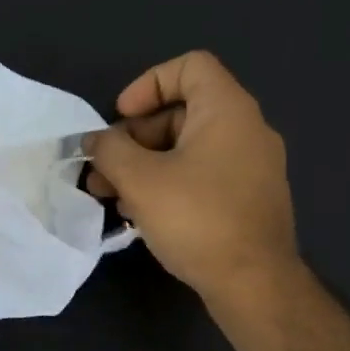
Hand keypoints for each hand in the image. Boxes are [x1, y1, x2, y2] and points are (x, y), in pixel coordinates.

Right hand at [85, 51, 299, 307]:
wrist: (254, 283)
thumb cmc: (197, 219)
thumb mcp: (140, 180)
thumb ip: (110, 151)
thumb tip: (95, 141)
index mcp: (227, 110)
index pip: (190, 66)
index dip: (148, 84)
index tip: (121, 117)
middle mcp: (246, 130)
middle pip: (182, 113)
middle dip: (134, 138)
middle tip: (103, 169)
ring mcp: (251, 167)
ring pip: (188, 150)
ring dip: (144, 166)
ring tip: (110, 196)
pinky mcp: (248, 200)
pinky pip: (202, 176)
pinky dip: (169, 184)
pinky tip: (141, 215)